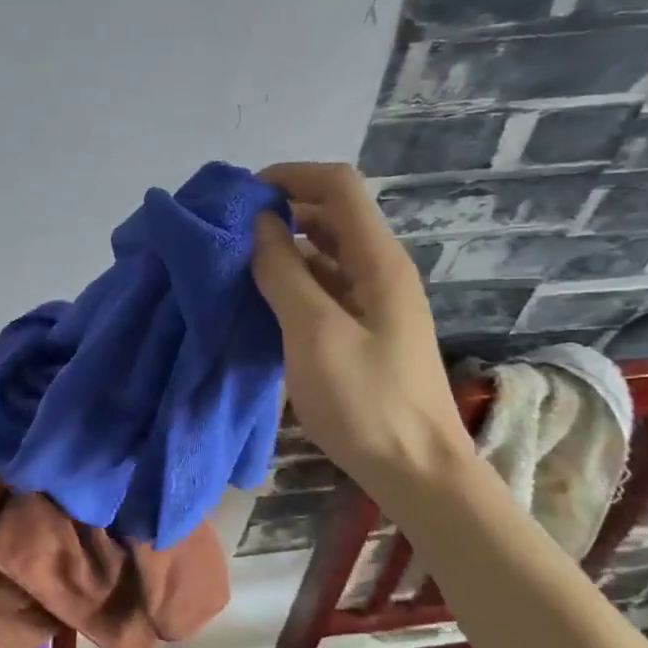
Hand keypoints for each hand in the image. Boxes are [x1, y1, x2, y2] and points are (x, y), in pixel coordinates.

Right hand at [250, 162, 473, 503]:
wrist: (417, 472)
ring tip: (236, 264)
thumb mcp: (314, 333)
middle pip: (332, 213)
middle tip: (230, 231)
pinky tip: (262, 300)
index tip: (242, 197)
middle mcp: (381, 270)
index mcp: (378, 261)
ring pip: (326, 251)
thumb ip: (284, 272)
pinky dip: (293, 281)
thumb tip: (260, 222)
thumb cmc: (366, 401)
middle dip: (281, 209)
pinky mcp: (365, 329)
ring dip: (284, 247)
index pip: (338, 185)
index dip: (291, 176)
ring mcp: (375, 301)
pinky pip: (326, 286)